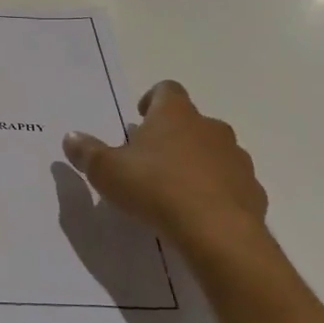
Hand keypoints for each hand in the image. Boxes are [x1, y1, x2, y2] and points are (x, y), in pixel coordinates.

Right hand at [62, 80, 271, 265]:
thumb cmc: (156, 189)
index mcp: (175, 115)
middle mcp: (210, 128)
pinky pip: (230, 183)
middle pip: (192, 121)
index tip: (140, 117)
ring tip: (174, 189)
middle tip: (150, 159)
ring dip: (196, 163)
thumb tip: (71, 137)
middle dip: (173, 136)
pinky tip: (198, 213)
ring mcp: (236, 158)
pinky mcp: (252, 190)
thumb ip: (87, 152)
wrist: (217, 232)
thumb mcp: (107, 171)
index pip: (167, 90)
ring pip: (214, 152)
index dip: (153, 100)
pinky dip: (216, 191)